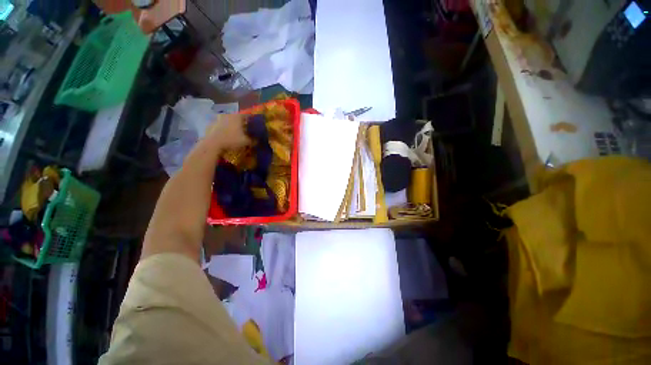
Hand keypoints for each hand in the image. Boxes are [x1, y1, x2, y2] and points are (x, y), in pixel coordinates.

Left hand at [206, 114, 250, 148]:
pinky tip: (226, 136)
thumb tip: (257, 141)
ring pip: (228, 120)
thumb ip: (253, 140)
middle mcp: (228, 114)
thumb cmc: (232, 139)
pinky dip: (224, 129)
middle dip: (241, 122)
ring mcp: (218, 118)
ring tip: (235, 132)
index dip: (251, 120)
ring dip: (231, 125)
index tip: (254, 125)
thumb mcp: (246, 142)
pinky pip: (220, 125)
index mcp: (237, 116)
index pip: (247, 115)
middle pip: (237, 117)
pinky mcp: (211, 124)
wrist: (213, 143)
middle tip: (245, 129)